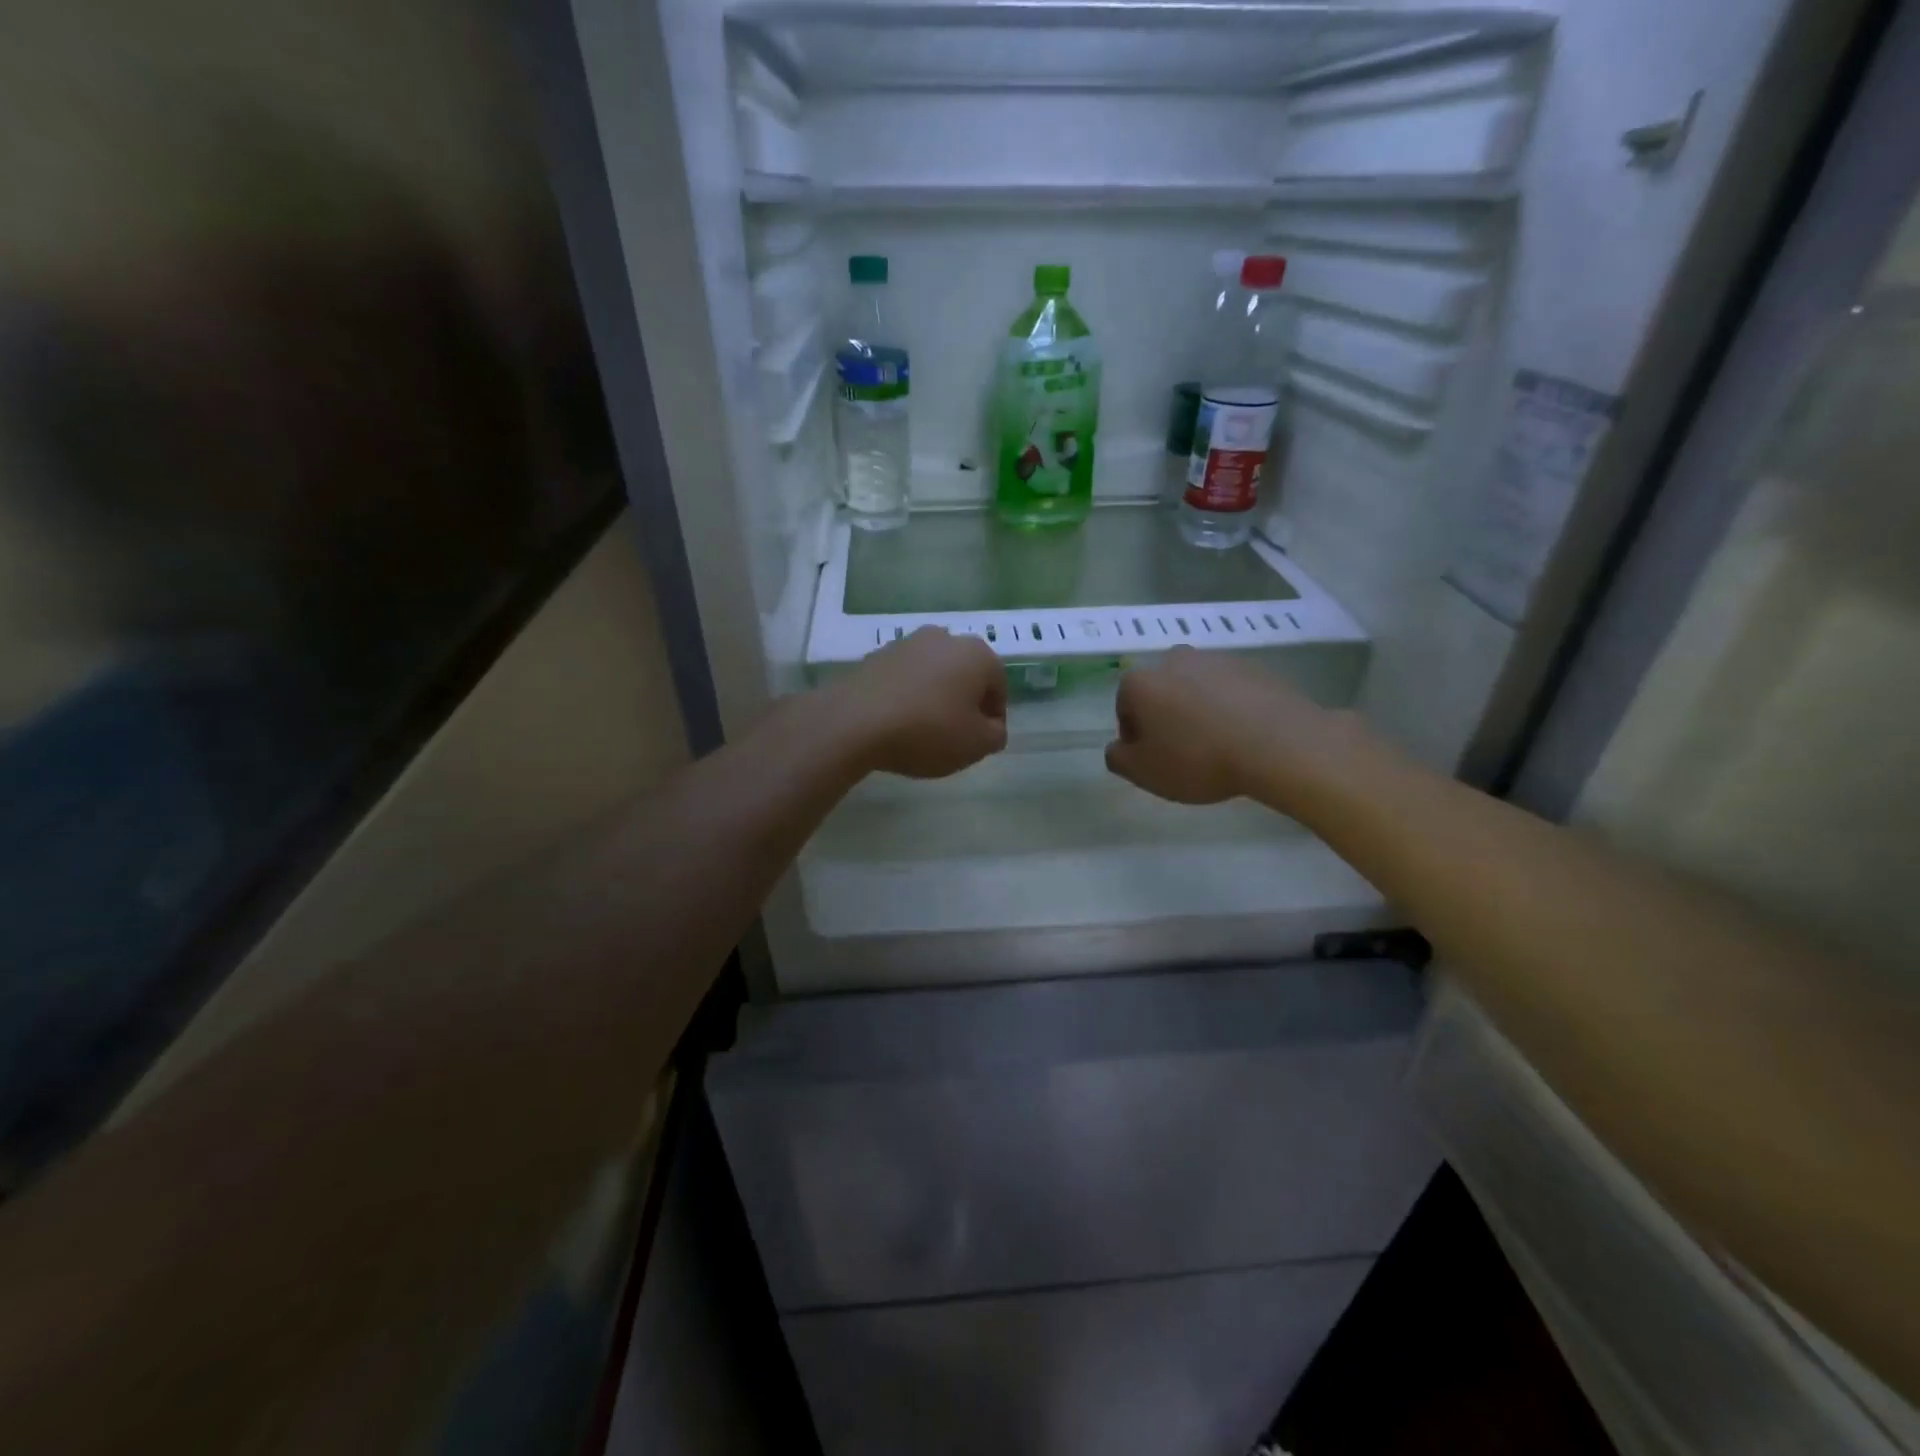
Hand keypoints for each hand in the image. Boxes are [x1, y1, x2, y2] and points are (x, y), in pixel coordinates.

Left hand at [832, 627, 1007, 778]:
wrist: (854, 722)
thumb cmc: (928, 731)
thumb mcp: (976, 745)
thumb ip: (995, 735)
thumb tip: (991, 727)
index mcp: (977, 654)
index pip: (999, 686)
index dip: (994, 718)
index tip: (982, 741)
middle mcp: (944, 638)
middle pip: (965, 675)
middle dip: (964, 702)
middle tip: (955, 736)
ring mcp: (906, 643)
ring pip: (933, 674)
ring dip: (934, 697)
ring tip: (923, 730)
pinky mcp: (875, 655)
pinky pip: (903, 679)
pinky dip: (906, 696)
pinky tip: (897, 722)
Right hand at [1105, 647, 1340, 805]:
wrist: (1278, 744)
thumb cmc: (1199, 759)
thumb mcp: (1144, 773)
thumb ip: (1118, 758)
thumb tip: (1118, 747)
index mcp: (1141, 682)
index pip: (1125, 708)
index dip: (1137, 738)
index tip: (1156, 759)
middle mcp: (1174, 660)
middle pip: (1161, 692)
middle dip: (1167, 717)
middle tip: (1184, 752)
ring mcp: (1217, 659)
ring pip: (1197, 688)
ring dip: (1199, 710)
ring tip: (1218, 745)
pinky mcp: (1253, 667)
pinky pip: (1231, 690)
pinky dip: (1231, 707)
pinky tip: (1244, 736)